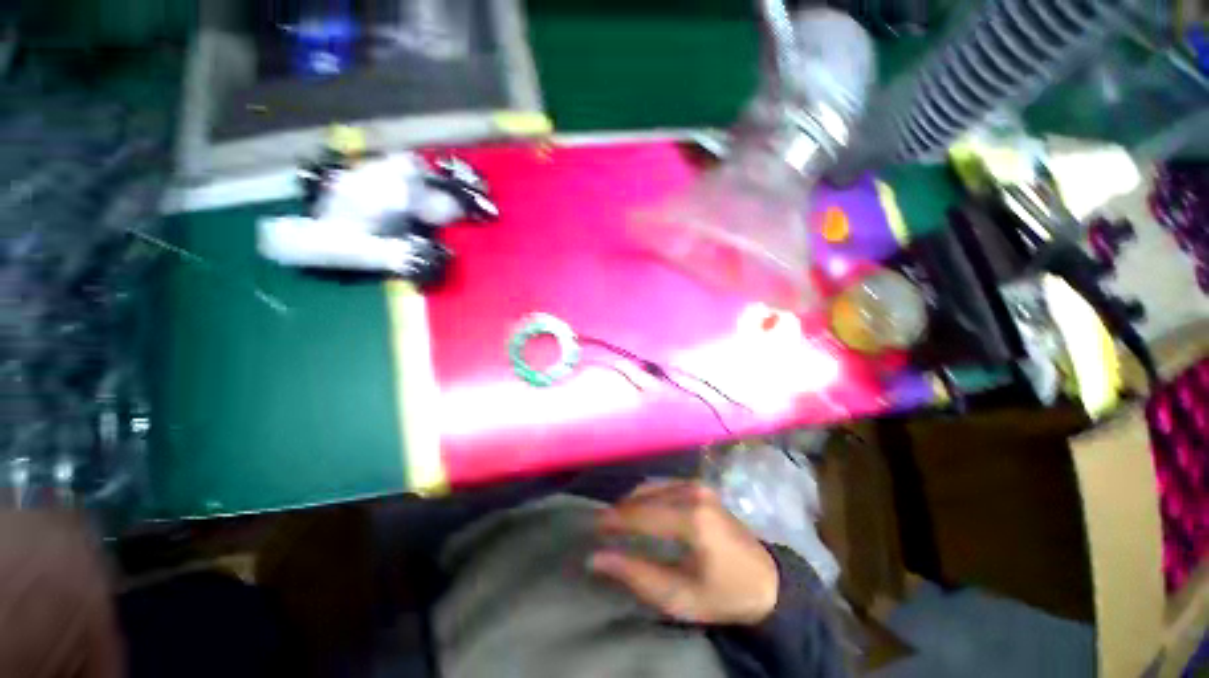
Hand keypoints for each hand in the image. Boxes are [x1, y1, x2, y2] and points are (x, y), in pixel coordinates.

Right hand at [590, 480, 778, 625]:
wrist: (766, 582)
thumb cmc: (723, 595)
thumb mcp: (678, 597)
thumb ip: (636, 574)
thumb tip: (596, 558)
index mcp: (691, 519)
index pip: (641, 514)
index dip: (614, 520)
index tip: (593, 528)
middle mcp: (693, 493)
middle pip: (644, 496)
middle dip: (621, 511)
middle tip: (603, 529)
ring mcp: (698, 486)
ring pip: (652, 487)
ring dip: (632, 502)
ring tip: (618, 522)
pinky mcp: (700, 487)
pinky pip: (663, 486)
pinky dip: (646, 497)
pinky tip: (640, 511)